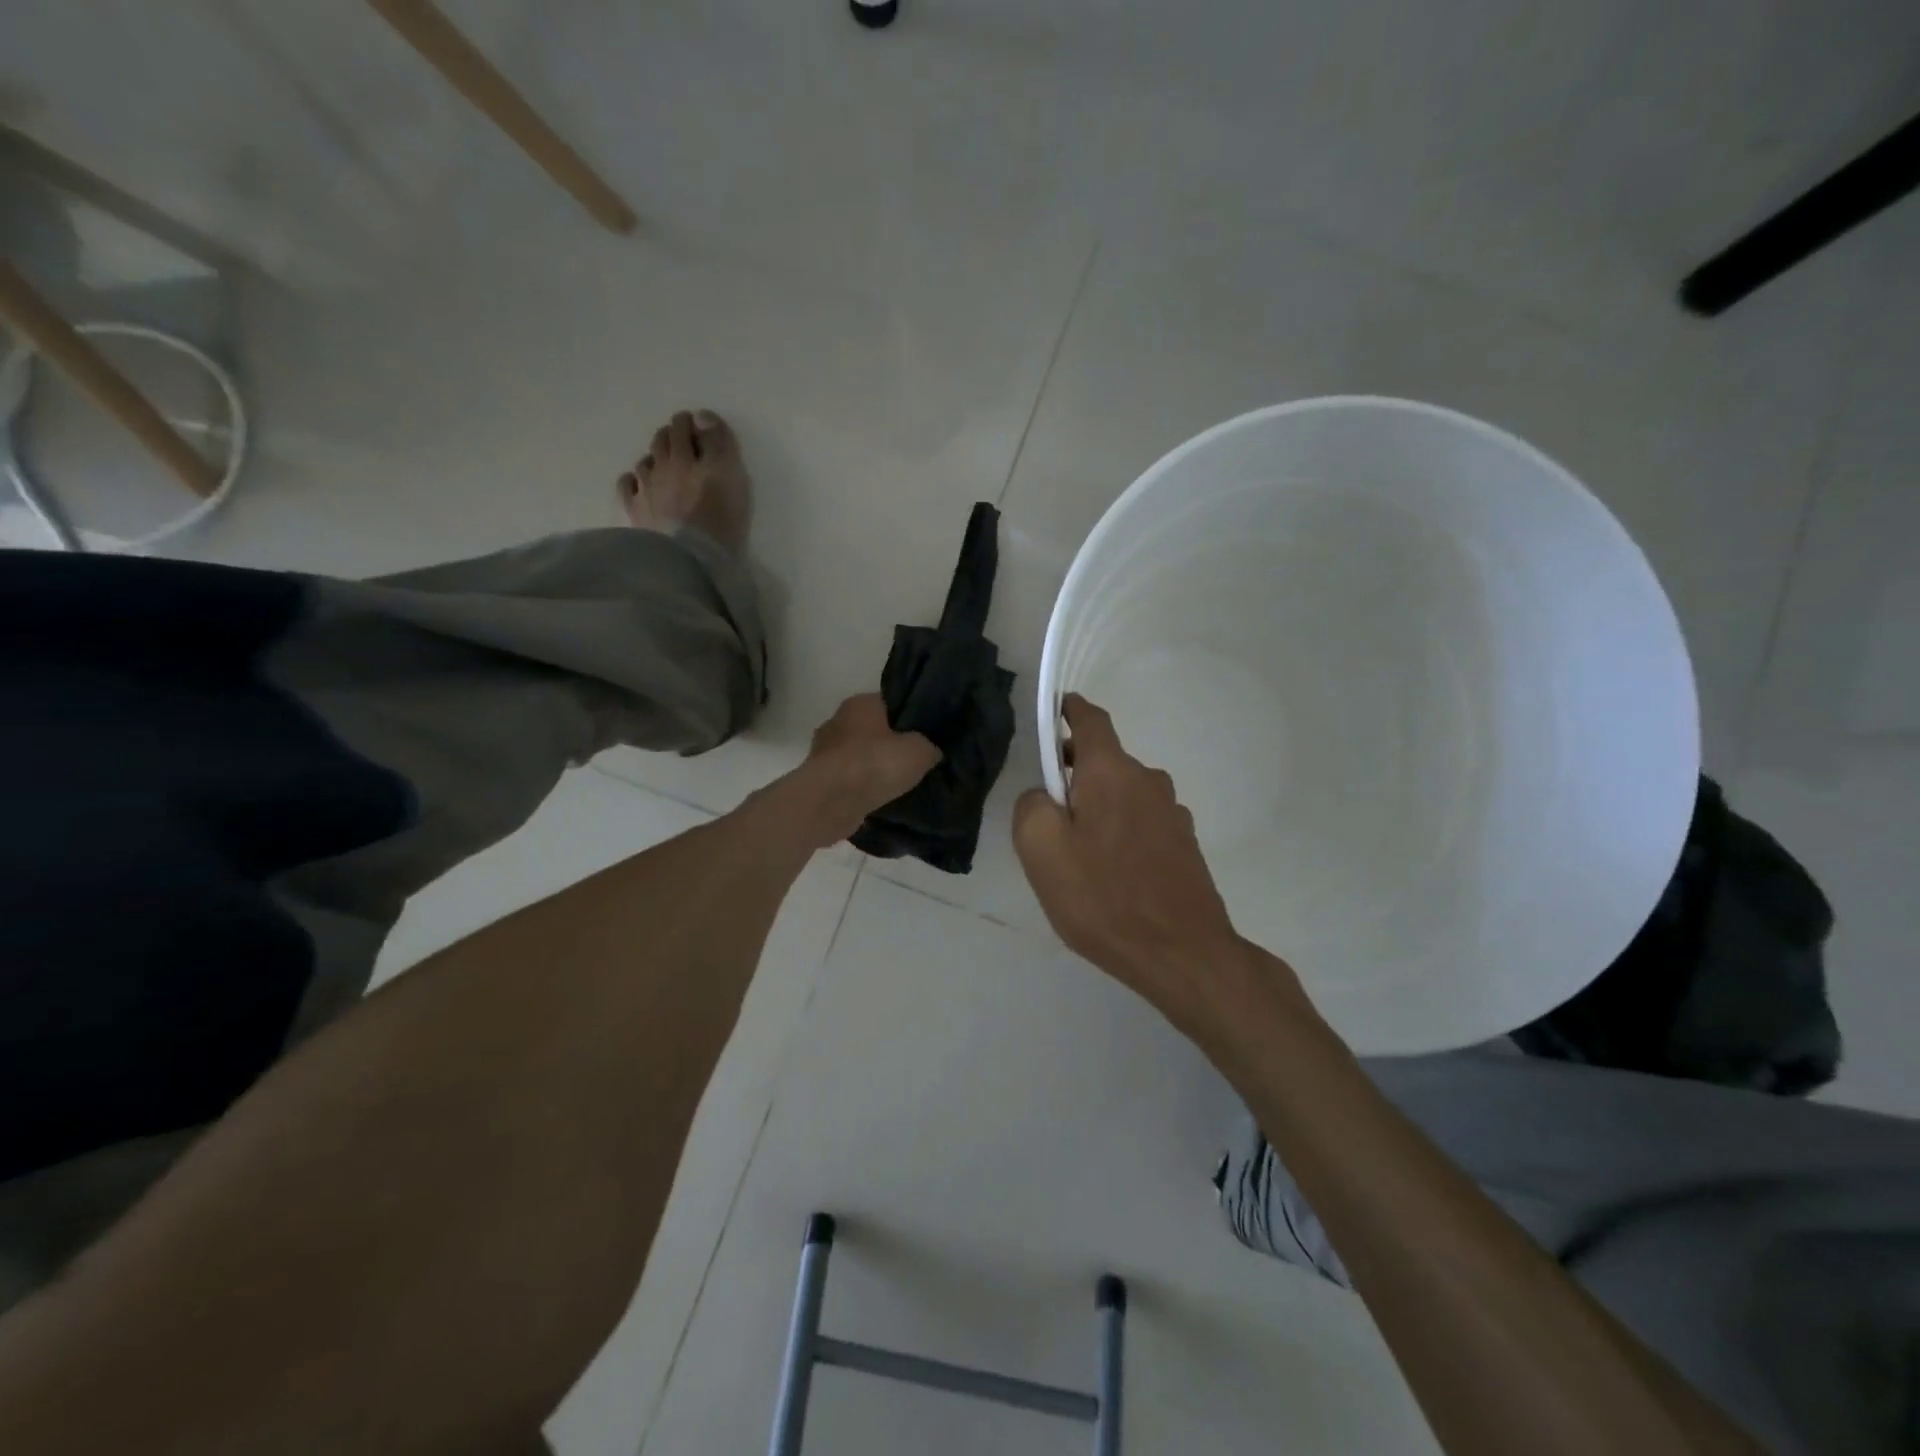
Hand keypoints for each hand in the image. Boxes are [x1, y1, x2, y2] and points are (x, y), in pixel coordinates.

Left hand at [795, 694, 941, 845]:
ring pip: (858, 756)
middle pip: (872, 730)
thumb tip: (931, 751)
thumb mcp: (920, 751)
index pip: (890, 703)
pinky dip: (860, 788)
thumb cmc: (875, 764)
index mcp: (860, 703)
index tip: (926, 734)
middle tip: (914, 761)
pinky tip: (878, 800)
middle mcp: (837, 721)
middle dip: (889, 744)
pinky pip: (847, 780)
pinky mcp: (818, 780)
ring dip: (873, 769)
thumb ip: (929, 747)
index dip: (909, 717)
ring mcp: (823, 751)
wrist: (831, 802)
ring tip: (898, 785)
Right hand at [1014, 695, 1296, 1028]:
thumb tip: (1043, 795)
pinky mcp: (1184, 846)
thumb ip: (1031, 806)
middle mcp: (1148, 781)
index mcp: (1112, 772)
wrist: (1182, 954)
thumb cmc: (1104, 897)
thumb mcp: (1042, 850)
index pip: (1090, 719)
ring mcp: (1172, 814)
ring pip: (1123, 794)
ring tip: (1078, 852)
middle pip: (1105, 760)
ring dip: (1098, 806)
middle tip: (1047, 810)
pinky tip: (1111, 873)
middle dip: (1074, 771)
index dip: (1069, 710)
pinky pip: (1141, 823)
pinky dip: (1120, 832)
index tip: (1053, 713)